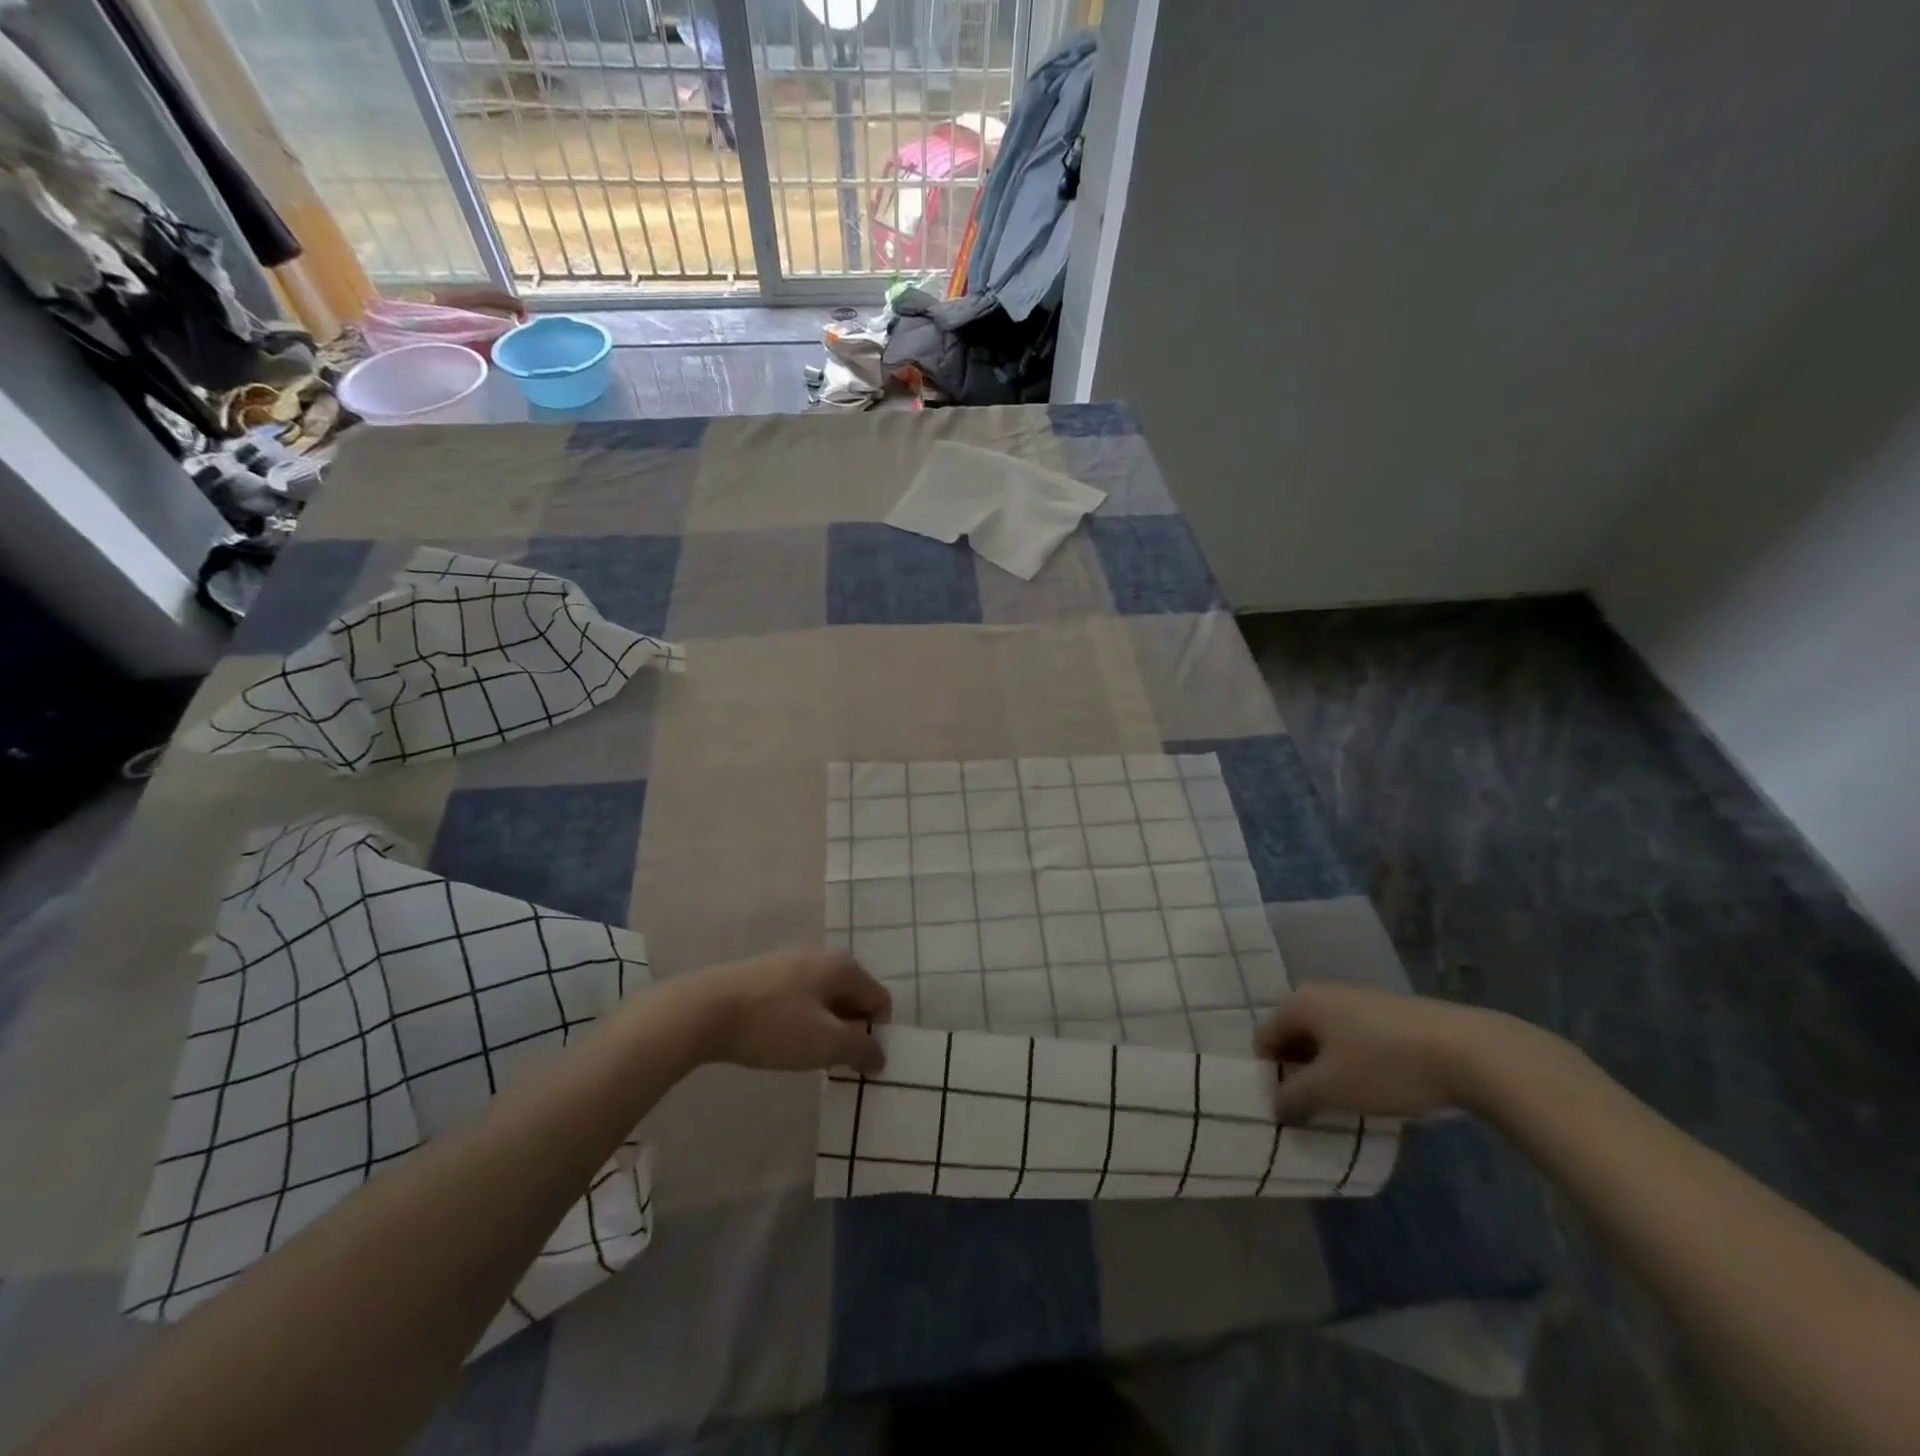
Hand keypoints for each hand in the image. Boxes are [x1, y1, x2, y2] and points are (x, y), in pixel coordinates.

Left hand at [681, 949, 890, 1074]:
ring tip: (805, 1055)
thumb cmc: (773, 1025)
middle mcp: (822, 956)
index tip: (858, 1063)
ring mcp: (791, 962)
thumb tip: (880, 1055)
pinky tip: (779, 1041)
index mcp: (843, 967)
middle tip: (832, 1063)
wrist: (703, 1010)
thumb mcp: (824, 1044)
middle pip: (853, 997)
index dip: (876, 1034)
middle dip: (850, 1031)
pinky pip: (798, 999)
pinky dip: (800, 1021)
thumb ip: (860, 1050)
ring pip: (824, 999)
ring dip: (824, 1028)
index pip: (880, 1000)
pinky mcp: (765, 975)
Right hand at [1255, 984, 1548, 1120]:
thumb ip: (1294, 1097)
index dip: (1270, 1076)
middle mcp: (1322, 993)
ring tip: (1347, 1104)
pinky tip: (1377, 1088)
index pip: (1264, 1039)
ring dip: (1328, 1071)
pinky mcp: (1388, 1013)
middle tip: (1314, 1109)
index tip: (1288, 1109)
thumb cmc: (1384, 1066)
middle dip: (1299, 1073)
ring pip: (1326, 1039)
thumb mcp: (1331, 1089)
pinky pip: (1354, 1039)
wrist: (1467, 1051)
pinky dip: (1354, 1063)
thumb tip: (1275, 1105)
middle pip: (1294, 1037)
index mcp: (1299, 1003)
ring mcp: (1358, 1000)